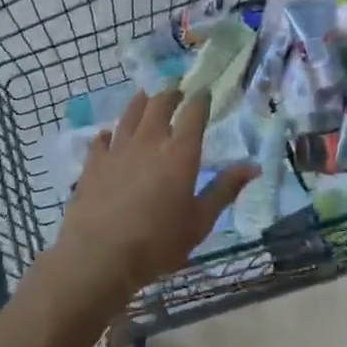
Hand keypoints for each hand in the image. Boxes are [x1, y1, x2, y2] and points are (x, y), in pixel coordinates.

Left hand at [50, 88, 256, 307]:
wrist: (100, 255)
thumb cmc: (158, 242)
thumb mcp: (200, 221)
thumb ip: (225, 190)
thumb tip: (253, 166)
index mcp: (180, 153)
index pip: (193, 113)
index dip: (200, 99)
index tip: (204, 92)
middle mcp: (149, 141)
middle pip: (159, 104)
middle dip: (171, 93)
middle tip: (176, 91)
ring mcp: (118, 149)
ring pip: (130, 114)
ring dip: (141, 102)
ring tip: (146, 96)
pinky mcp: (93, 162)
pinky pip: (102, 139)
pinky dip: (111, 133)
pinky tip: (110, 135)